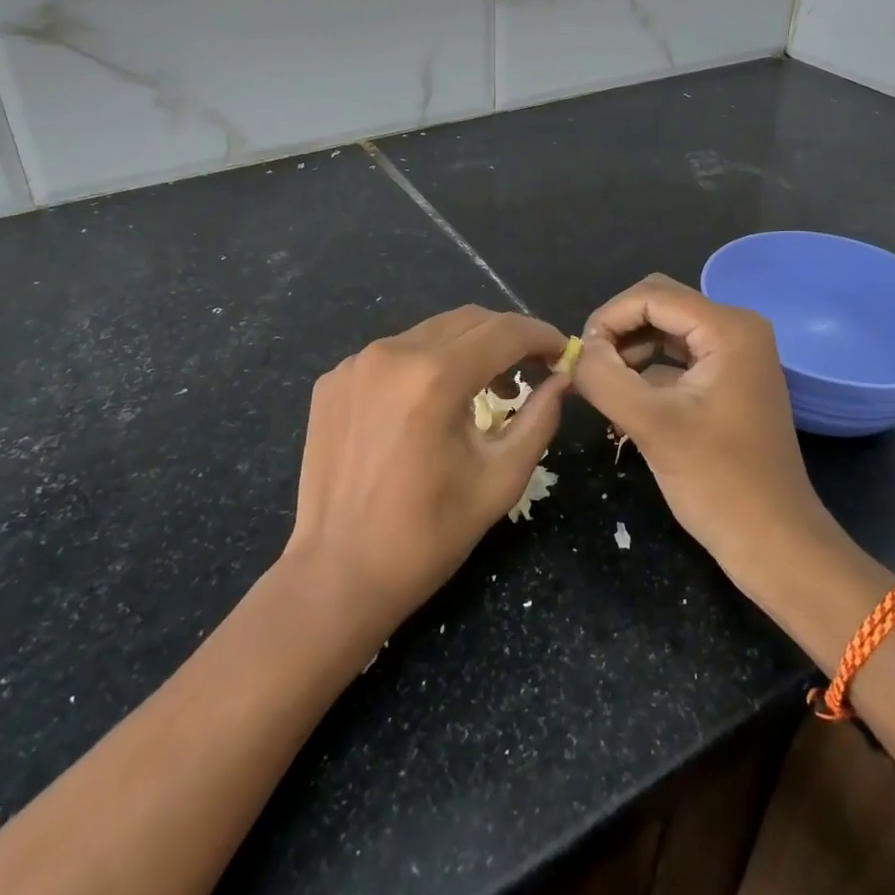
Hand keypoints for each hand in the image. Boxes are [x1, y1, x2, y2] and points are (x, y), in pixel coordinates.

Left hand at [284, 305, 567, 628]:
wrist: (337, 574)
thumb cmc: (428, 536)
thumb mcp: (500, 479)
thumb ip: (538, 419)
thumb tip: (561, 378)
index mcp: (435, 378)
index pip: (504, 331)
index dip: (540, 335)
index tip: (560, 351)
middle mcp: (392, 354)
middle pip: (467, 321)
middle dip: (507, 337)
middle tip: (530, 369)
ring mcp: (355, 363)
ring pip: (430, 333)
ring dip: (466, 350)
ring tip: (484, 390)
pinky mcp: (333, 379)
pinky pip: (393, 354)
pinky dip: (423, 365)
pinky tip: (428, 405)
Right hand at [573, 274, 835, 588]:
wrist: (775, 542)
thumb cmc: (719, 483)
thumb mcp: (651, 426)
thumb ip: (604, 378)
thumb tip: (575, 352)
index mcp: (728, 328)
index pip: (650, 295)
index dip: (607, 318)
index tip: (579, 357)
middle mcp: (737, 328)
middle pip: (659, 303)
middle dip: (618, 331)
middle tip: (590, 369)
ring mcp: (736, 353)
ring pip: (665, 328)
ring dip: (630, 349)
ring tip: (604, 386)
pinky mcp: (729, 378)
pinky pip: (678, 355)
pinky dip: (648, 368)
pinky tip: (627, 398)